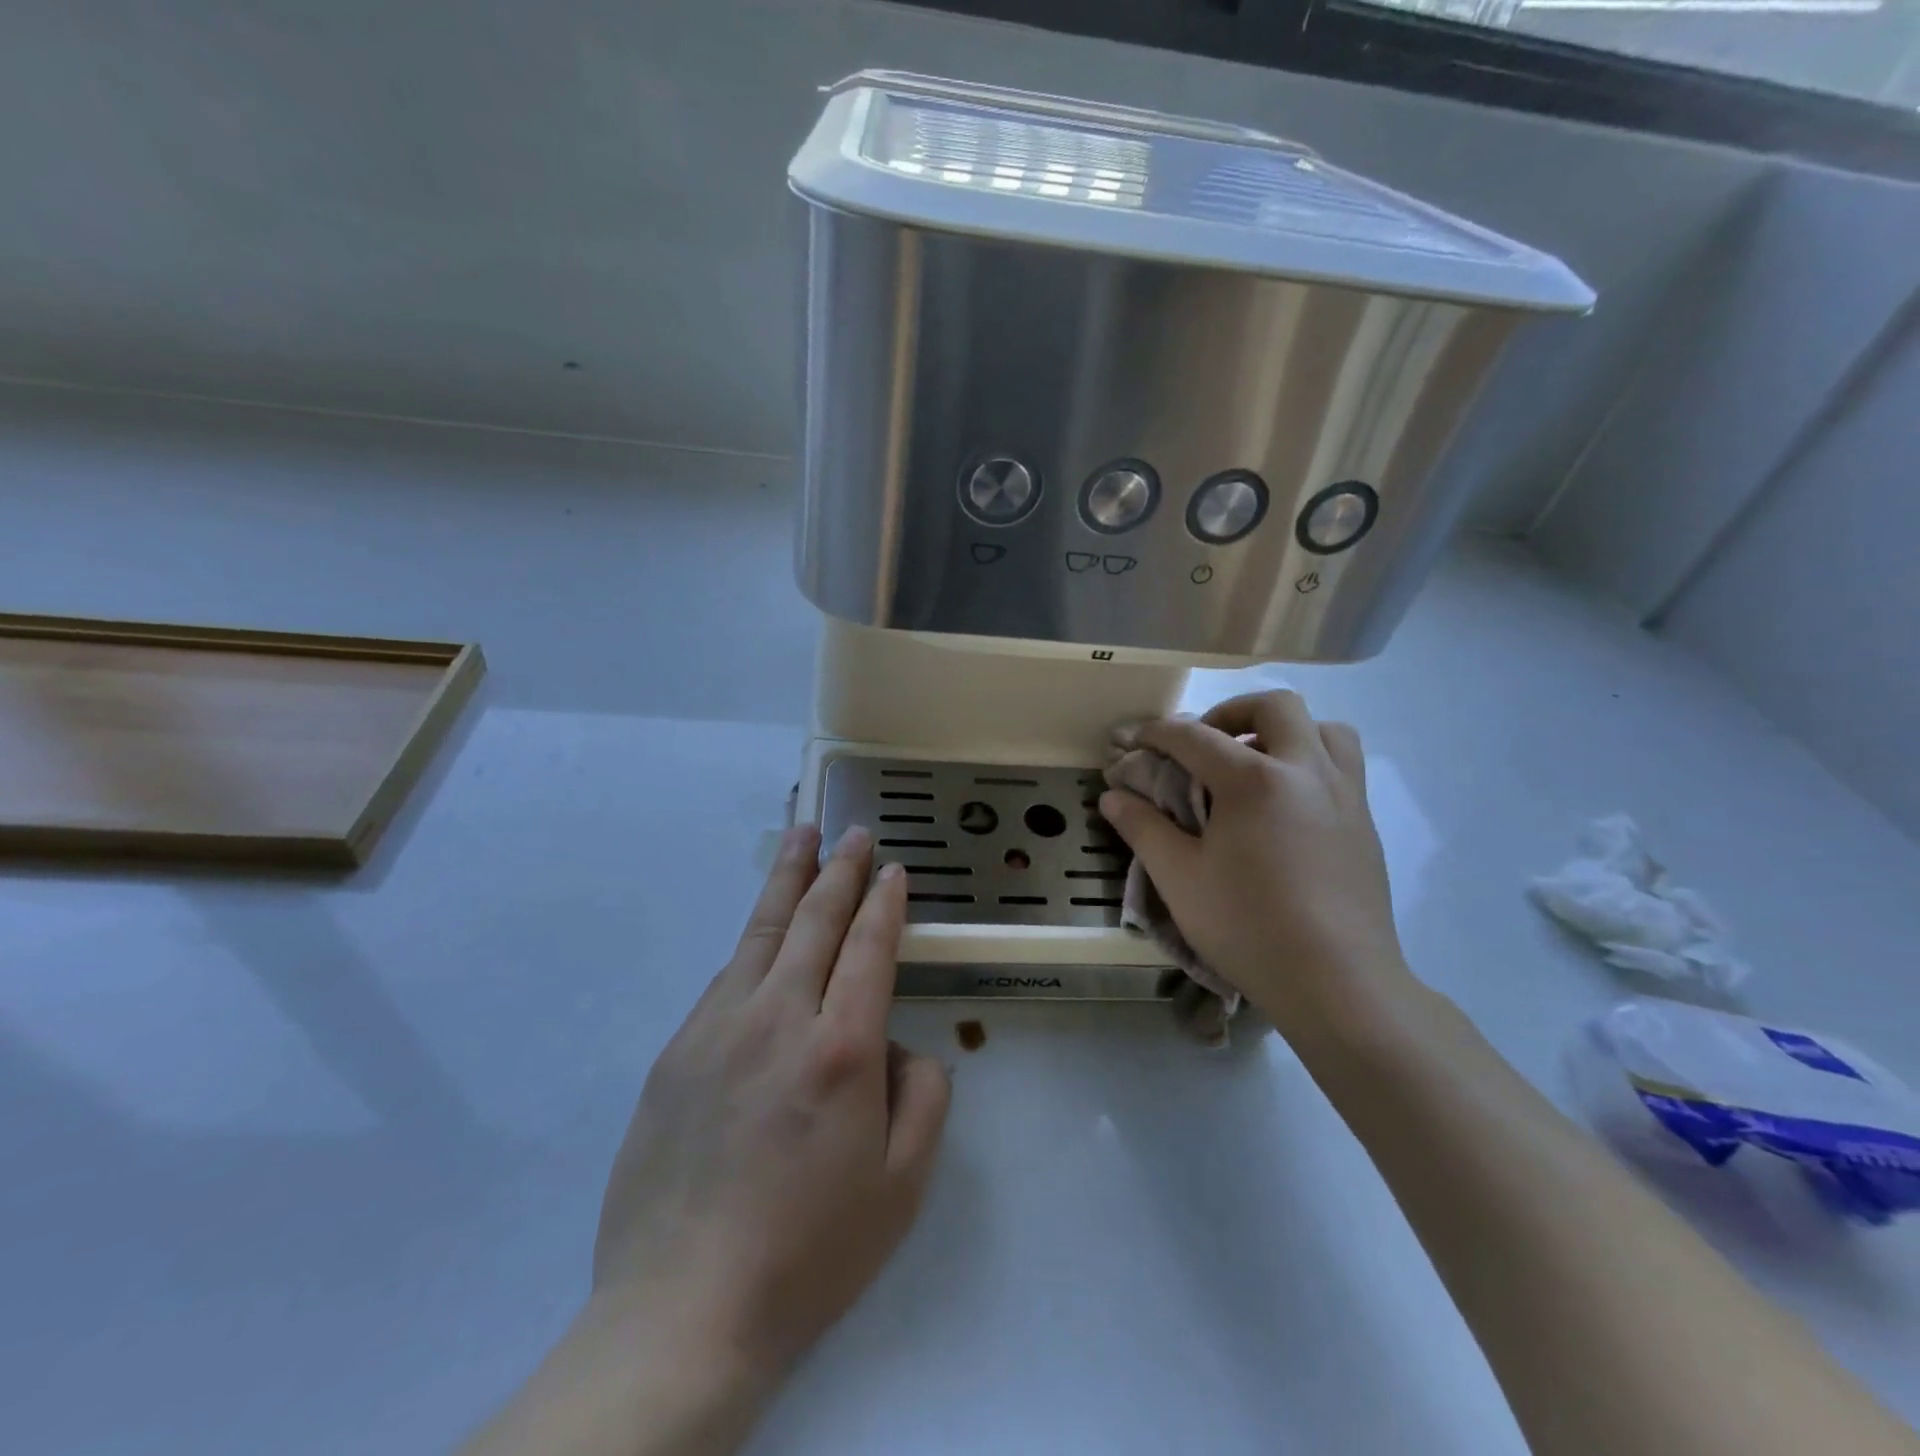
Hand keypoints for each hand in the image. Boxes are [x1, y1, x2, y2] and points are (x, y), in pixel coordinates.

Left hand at [593, 823, 950, 1383]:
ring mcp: (719, 1028)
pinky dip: (754, 941)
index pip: (870, 948)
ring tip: (801, 836)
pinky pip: (727, 978)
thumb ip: (923, 1095)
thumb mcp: (903, 1184)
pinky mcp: (678, 1050)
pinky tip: (764, 932)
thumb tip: (898, 1045)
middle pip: (816, 922)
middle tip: (852, 832)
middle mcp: (779, 1018)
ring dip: (788, 880)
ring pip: (763, 933)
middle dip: (839, 870)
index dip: (884, 902)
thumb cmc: (809, 1252)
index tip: (892, 869)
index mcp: (842, 1048)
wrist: (682, 1309)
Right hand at [1099, 690, 1414, 1040]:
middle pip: (1275, 706)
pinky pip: (1342, 767)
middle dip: (1231, 712)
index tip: (1132, 740)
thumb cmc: (1248, 926)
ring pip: (1325, 729)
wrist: (1338, 983)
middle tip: (1205, 742)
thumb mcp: (1179, 878)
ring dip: (1284, 731)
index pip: (1195, 737)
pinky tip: (1285, 806)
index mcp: (1255, 780)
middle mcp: (1306, 771)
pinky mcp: (1365, 824)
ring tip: (1255, 763)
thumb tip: (1113, 796)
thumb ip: (1144, 828)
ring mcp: (1346, 795)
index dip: (1156, 733)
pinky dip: (1309, 762)